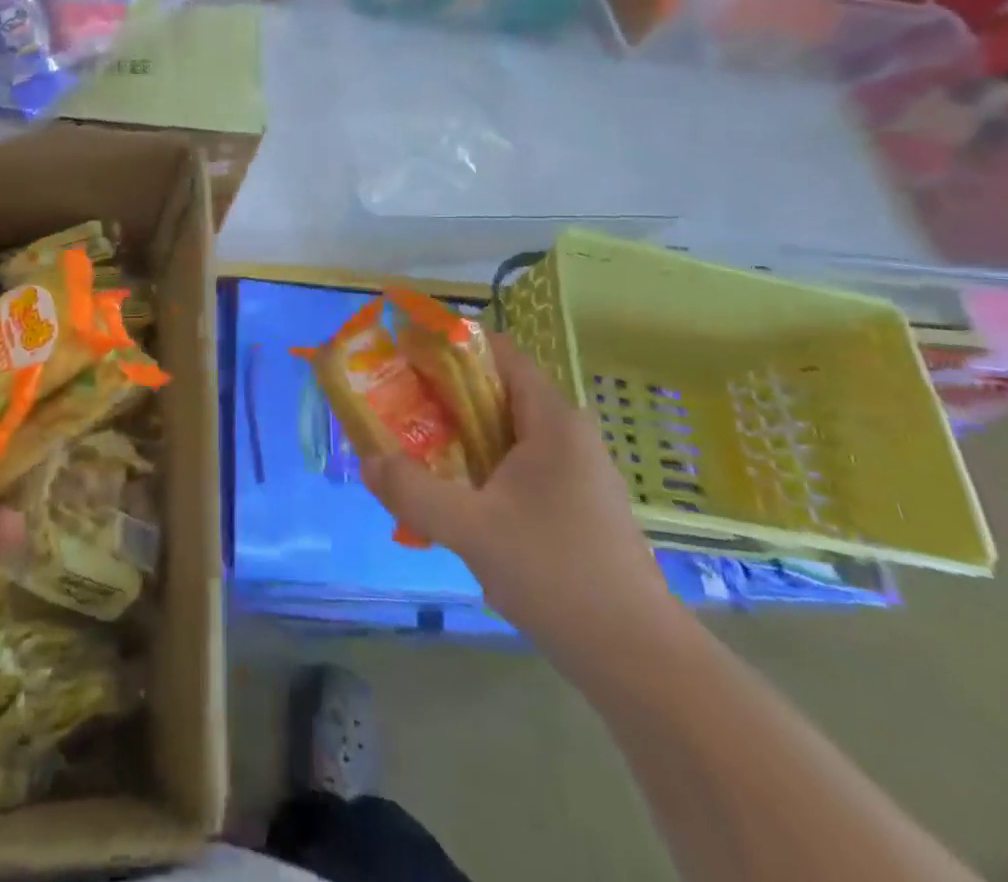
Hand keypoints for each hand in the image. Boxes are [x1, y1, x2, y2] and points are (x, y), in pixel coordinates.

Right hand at [362, 335, 686, 673]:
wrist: (639, 660)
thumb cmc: (557, 575)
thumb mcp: (472, 530)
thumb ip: (413, 492)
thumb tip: (368, 460)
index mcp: (552, 421)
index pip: (499, 354)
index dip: (451, 347)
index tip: (405, 355)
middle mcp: (566, 435)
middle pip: (496, 392)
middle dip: (443, 395)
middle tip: (396, 405)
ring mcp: (574, 473)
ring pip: (504, 433)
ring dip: (458, 436)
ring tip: (412, 450)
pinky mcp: (573, 506)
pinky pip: (515, 466)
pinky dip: (479, 468)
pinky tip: (451, 499)